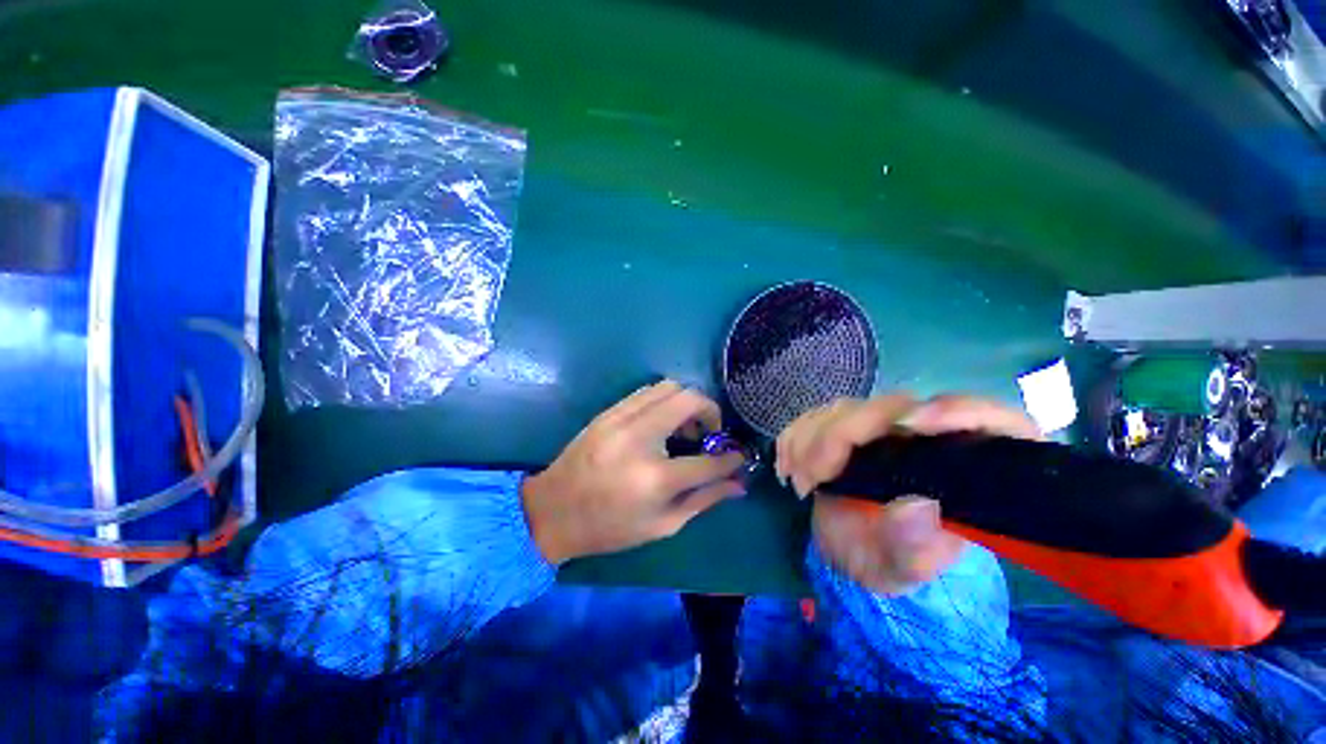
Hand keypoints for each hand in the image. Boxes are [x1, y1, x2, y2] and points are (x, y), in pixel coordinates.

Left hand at [522, 381, 746, 564]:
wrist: (554, 510)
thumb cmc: (610, 527)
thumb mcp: (662, 525)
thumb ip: (704, 500)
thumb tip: (739, 483)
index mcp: (655, 478)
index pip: (709, 460)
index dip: (731, 458)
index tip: (739, 455)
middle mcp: (639, 438)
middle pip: (690, 400)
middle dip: (711, 412)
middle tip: (709, 433)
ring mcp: (621, 419)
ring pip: (669, 387)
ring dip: (687, 403)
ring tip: (685, 427)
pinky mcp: (609, 411)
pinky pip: (647, 391)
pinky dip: (664, 401)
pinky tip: (662, 422)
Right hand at [776, 394, 1042, 592]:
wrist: (854, 546)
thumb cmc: (888, 559)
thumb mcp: (901, 568)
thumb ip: (913, 547)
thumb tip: (919, 506)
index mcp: (965, 468)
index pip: (990, 419)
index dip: (958, 410)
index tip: (909, 426)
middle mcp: (926, 436)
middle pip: (892, 407)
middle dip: (840, 436)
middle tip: (810, 479)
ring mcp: (883, 425)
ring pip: (847, 408)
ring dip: (810, 439)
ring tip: (798, 481)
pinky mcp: (848, 423)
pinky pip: (817, 414)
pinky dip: (796, 436)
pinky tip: (788, 466)